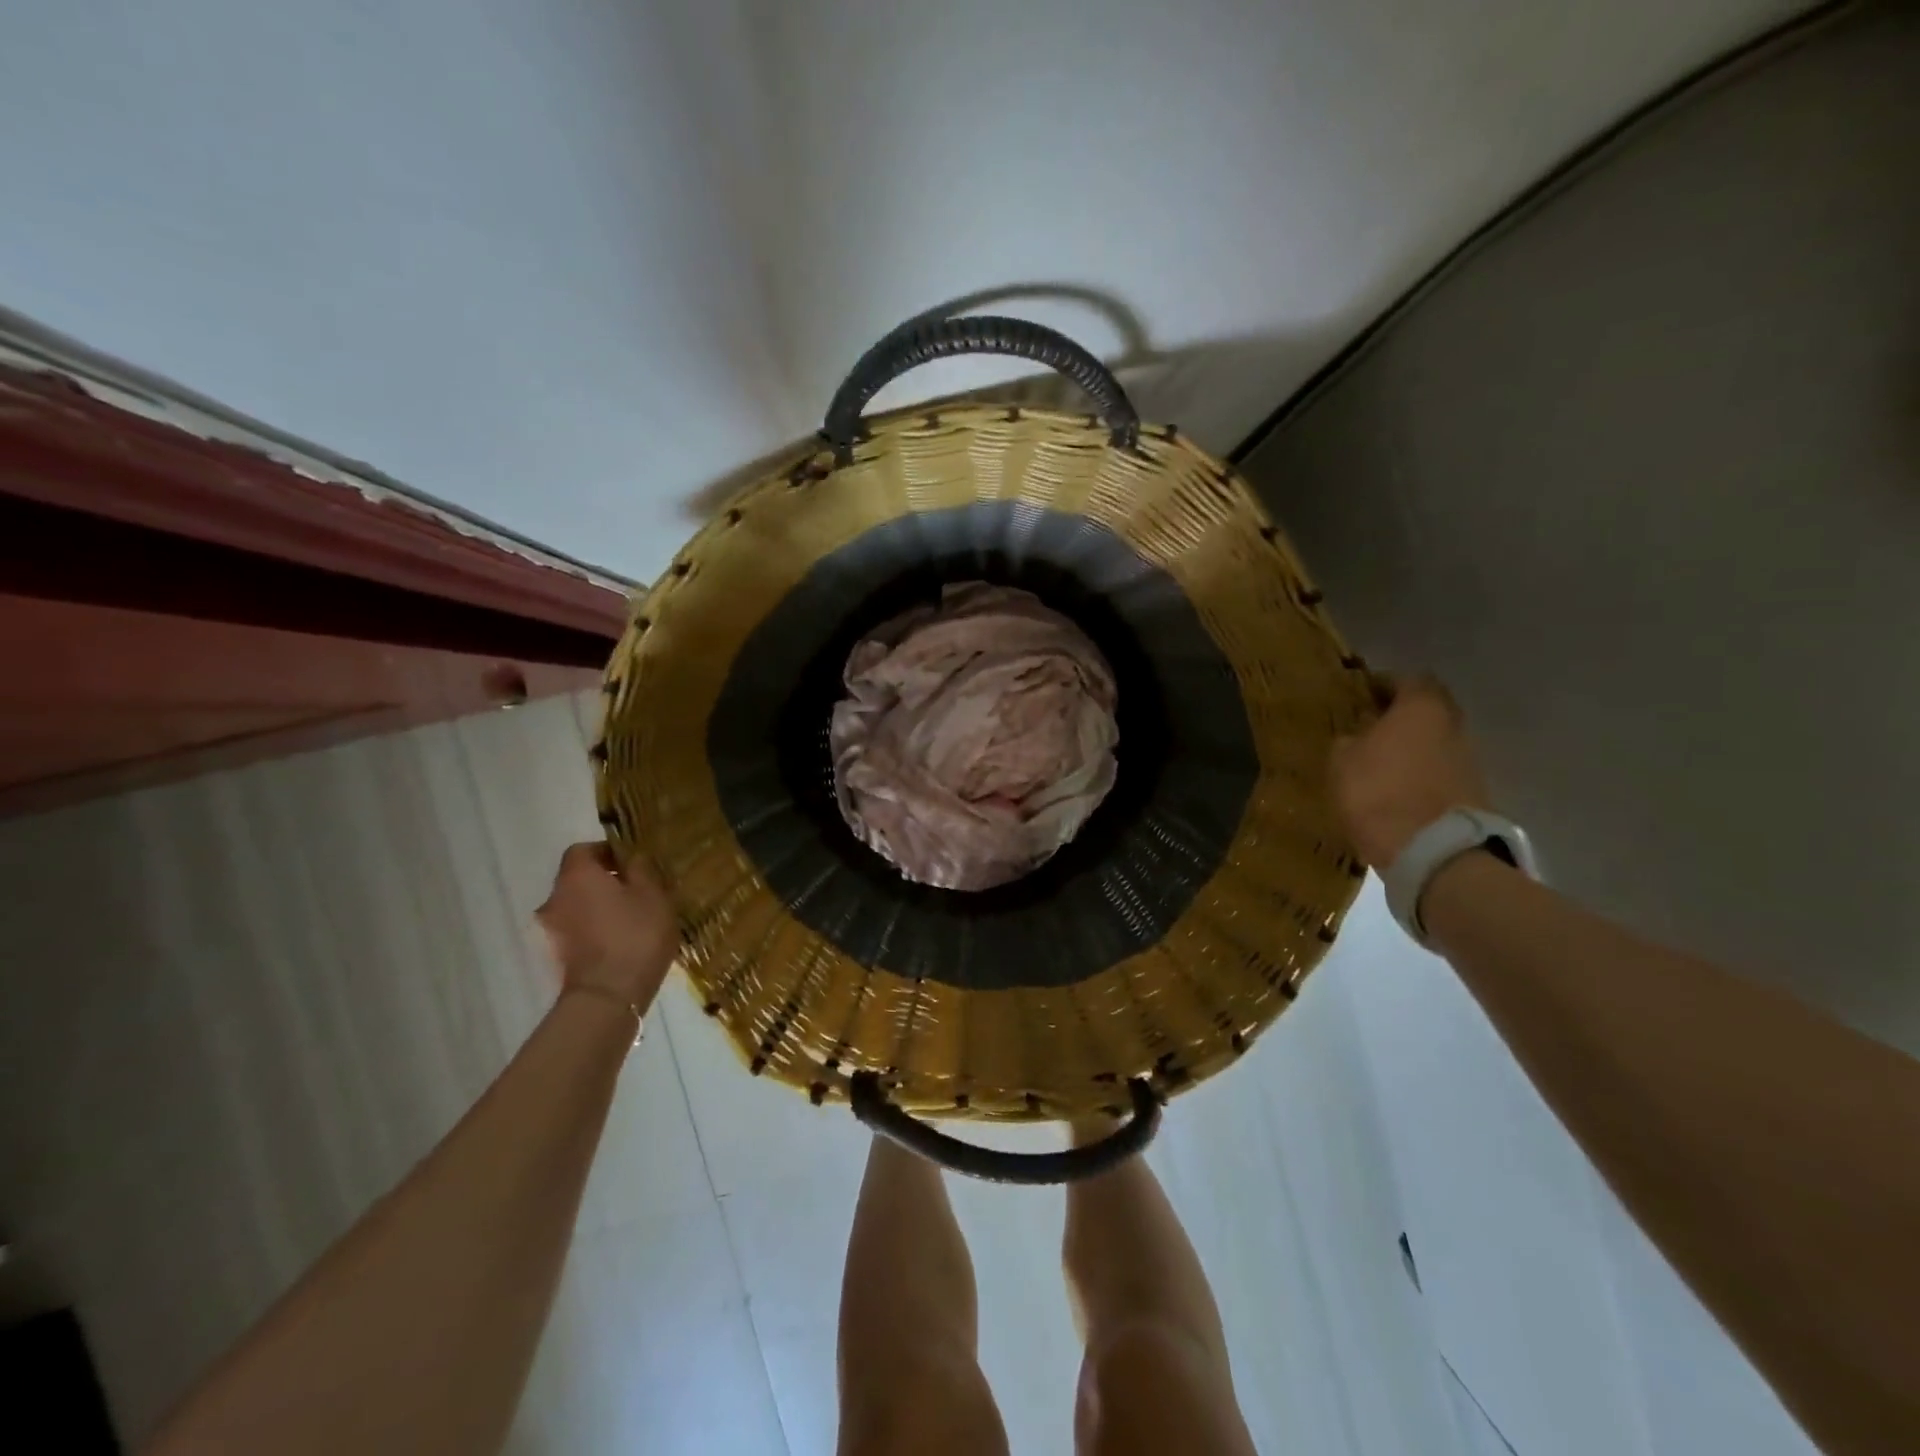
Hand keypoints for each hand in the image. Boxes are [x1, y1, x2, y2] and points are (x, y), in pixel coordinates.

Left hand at [536, 842, 679, 1012]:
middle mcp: (556, 897)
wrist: (608, 996)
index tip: (632, 862)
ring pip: (578, 904)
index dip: (607, 851)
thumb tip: (632, 857)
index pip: (582, 849)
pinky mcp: (559, 954)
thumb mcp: (652, 894)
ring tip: (632, 916)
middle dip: (605, 879)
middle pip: (578, 878)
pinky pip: (579, 928)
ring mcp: (553, 928)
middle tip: (638, 889)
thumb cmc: (635, 935)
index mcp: (577, 875)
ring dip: (600, 905)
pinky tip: (622, 938)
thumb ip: (641, 869)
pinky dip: (596, 927)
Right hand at [1329, 675, 1492, 868]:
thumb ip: (1349, 739)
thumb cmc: (1379, 793)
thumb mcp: (1342, 761)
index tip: (1361, 696)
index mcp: (1422, 707)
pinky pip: (1441, 768)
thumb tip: (1357, 735)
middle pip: (1428, 708)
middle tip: (1371, 725)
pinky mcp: (1473, 790)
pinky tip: (1399, 785)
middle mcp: (1453, 724)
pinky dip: (1423, 771)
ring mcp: (1469, 758)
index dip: (1382, 685)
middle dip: (1402, 714)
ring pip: (1437, 739)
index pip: (1406, 679)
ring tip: (1383, 759)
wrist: (1433, 851)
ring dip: (1414, 744)